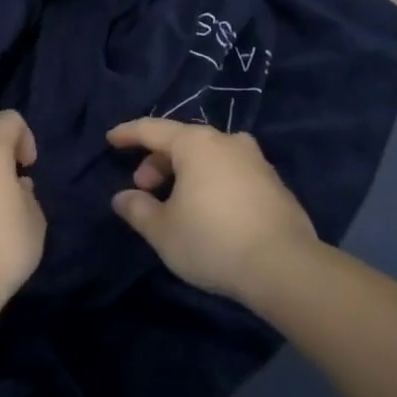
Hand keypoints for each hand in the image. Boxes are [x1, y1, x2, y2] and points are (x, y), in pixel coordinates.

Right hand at [107, 119, 318, 302]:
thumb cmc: (212, 241)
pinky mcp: (274, 184)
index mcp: (196, 144)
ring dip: (186, 172)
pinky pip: (230, 172)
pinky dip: (211, 181)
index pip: (152, 129)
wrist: (285, 267)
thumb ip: (137, 209)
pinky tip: (207, 210)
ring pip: (209, 156)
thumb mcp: (163, 230)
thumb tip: (123, 197)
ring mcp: (256, 161)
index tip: (111, 139)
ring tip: (175, 201)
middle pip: (182, 141)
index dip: (128, 133)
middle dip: (157, 161)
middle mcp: (227, 142)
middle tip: (144, 188)